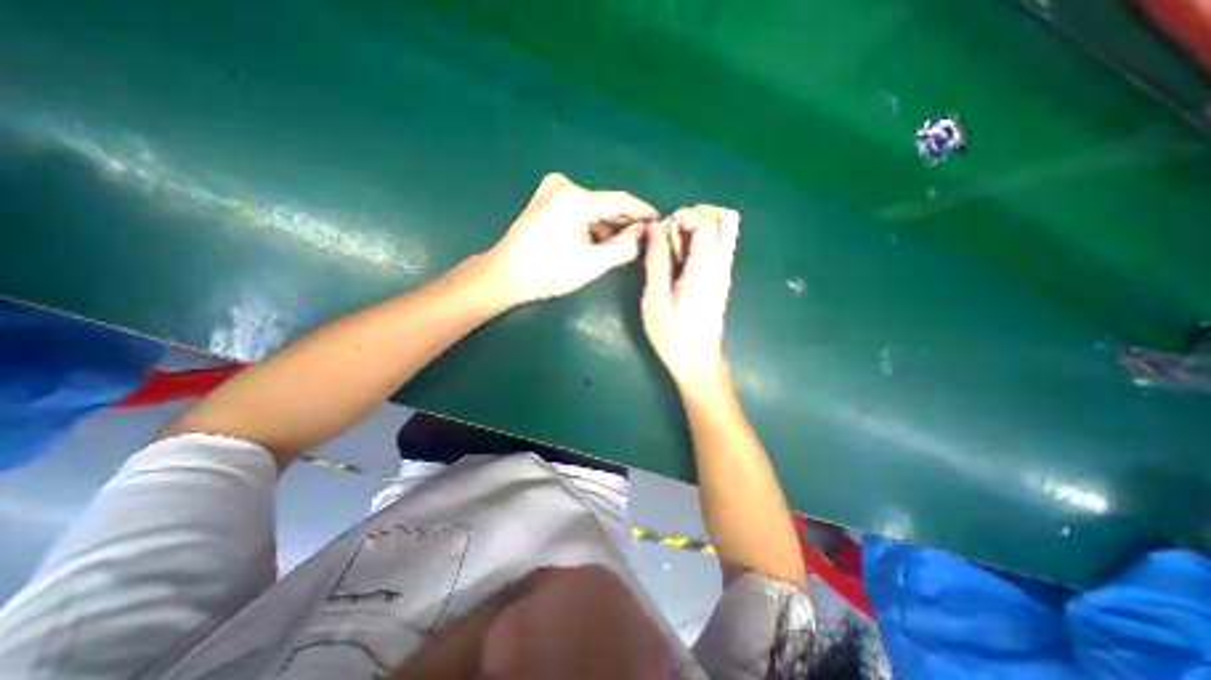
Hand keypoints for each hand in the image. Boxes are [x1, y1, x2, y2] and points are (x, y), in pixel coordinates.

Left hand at [484, 174, 658, 306]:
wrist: (505, 274)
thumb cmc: (549, 272)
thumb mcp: (592, 264)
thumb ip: (624, 247)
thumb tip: (643, 233)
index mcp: (576, 199)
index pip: (621, 201)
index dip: (643, 212)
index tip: (661, 221)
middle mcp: (565, 185)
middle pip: (606, 203)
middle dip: (625, 221)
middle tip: (644, 237)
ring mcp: (552, 189)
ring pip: (593, 206)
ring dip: (608, 224)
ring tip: (622, 244)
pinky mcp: (545, 198)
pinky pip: (579, 207)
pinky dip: (591, 222)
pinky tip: (597, 239)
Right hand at [642, 205, 738, 388]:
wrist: (697, 362)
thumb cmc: (673, 335)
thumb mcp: (655, 298)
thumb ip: (656, 260)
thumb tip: (655, 228)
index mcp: (705, 268)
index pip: (706, 222)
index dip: (682, 217)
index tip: (662, 232)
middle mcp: (721, 264)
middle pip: (726, 218)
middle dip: (698, 213)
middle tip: (672, 229)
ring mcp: (724, 272)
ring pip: (727, 230)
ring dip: (702, 224)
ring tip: (676, 240)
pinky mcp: (721, 279)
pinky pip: (720, 245)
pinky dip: (703, 239)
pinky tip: (681, 257)